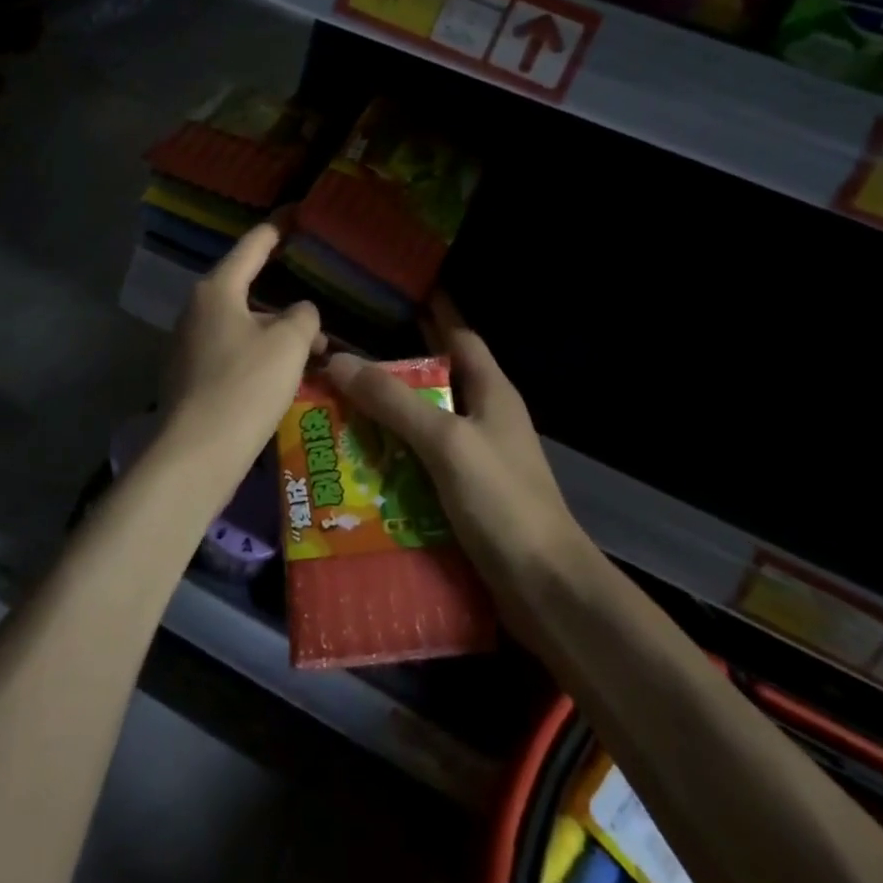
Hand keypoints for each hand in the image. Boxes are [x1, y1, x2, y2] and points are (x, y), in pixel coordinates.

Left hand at [160, 220, 323, 482]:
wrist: (197, 453)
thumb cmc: (246, 386)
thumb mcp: (289, 344)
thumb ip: (303, 317)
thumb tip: (300, 313)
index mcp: (216, 290)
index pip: (252, 246)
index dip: (277, 228)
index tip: (294, 213)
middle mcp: (195, 310)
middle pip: (246, 291)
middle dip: (283, 301)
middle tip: (316, 307)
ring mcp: (187, 345)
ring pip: (241, 326)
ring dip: (275, 334)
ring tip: (312, 353)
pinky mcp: (188, 376)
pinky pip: (231, 353)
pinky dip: (257, 356)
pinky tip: (282, 378)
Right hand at [323, 294, 586, 633]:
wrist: (545, 589)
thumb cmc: (503, 501)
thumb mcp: (445, 442)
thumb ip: (393, 401)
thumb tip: (338, 361)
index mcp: (491, 391)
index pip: (459, 336)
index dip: (433, 312)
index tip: (398, 292)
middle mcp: (485, 418)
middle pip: (435, 379)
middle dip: (394, 368)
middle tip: (343, 357)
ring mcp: (476, 458)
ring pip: (424, 424)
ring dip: (387, 417)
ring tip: (337, 407)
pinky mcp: (466, 496)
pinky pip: (422, 464)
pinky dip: (393, 458)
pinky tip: (358, 463)